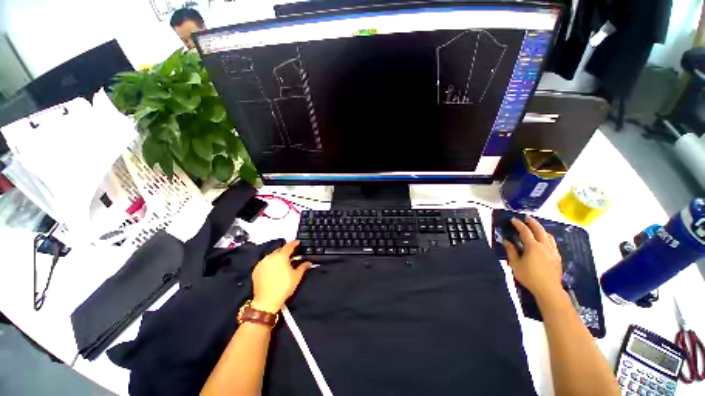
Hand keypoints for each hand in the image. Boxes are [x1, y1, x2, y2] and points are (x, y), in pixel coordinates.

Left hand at [251, 240, 311, 312]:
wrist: (266, 301)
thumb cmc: (284, 287)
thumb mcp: (296, 276)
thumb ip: (303, 267)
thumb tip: (309, 263)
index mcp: (281, 256)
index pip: (289, 246)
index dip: (294, 243)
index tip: (298, 242)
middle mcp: (270, 257)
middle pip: (280, 250)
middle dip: (285, 251)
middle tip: (291, 254)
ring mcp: (262, 263)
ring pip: (271, 256)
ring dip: (277, 257)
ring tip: (282, 262)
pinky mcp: (256, 269)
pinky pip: (265, 262)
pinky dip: (270, 263)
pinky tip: (274, 269)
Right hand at [502, 216, 563, 301]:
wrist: (548, 289)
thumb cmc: (529, 277)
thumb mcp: (515, 264)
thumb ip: (511, 251)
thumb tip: (506, 241)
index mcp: (533, 246)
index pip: (525, 231)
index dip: (518, 224)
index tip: (513, 219)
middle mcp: (544, 246)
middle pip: (539, 230)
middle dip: (533, 222)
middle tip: (527, 218)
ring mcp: (553, 251)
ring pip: (548, 236)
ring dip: (541, 229)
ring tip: (536, 227)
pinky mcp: (557, 257)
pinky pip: (553, 243)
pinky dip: (547, 238)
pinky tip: (545, 240)